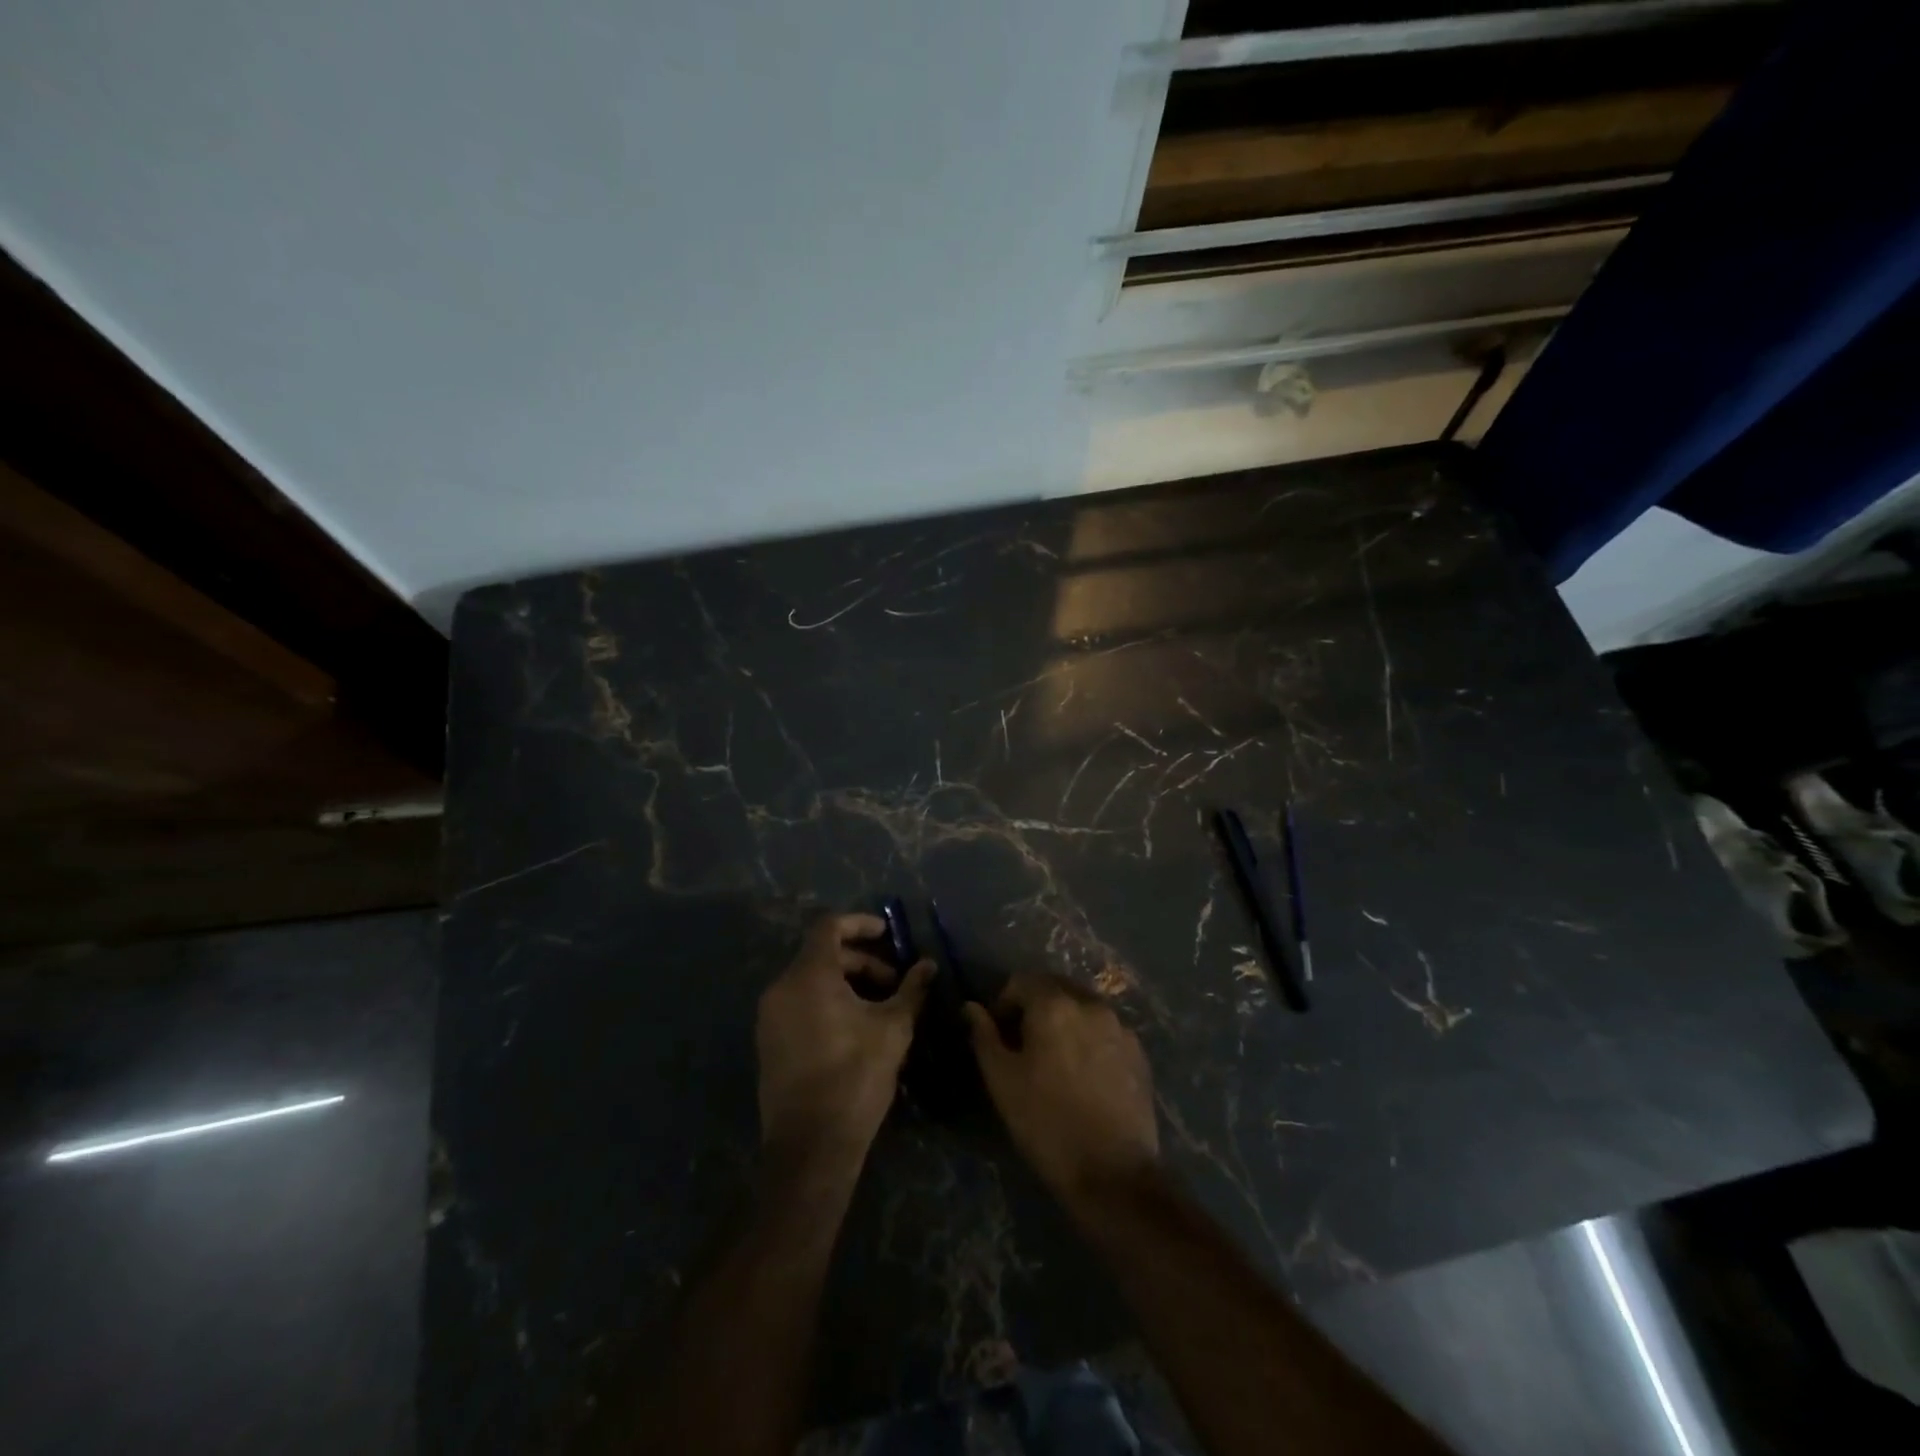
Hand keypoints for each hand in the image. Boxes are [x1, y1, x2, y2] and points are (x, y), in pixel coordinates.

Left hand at [756, 913, 933, 1169]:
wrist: (811, 1146)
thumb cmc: (855, 1076)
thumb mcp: (893, 1028)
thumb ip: (911, 989)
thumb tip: (929, 965)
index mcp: (809, 976)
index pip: (829, 927)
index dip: (860, 923)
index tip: (888, 933)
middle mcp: (782, 988)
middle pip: (822, 954)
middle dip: (861, 961)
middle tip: (893, 982)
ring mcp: (770, 1017)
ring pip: (810, 980)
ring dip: (846, 982)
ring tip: (879, 1006)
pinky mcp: (769, 1042)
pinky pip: (799, 1003)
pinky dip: (827, 1001)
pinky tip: (855, 1027)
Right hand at [963, 974, 1159, 1206]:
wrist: (1113, 1174)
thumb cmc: (1047, 1124)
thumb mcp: (1002, 1081)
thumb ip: (984, 1036)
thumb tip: (971, 1007)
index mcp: (1054, 1005)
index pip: (1022, 980)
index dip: (1004, 1003)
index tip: (999, 1035)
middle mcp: (1090, 1004)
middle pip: (1055, 988)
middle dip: (1035, 1006)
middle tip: (1024, 1045)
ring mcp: (1119, 1026)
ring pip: (1082, 1007)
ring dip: (1064, 1020)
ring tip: (1056, 1059)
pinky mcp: (1139, 1051)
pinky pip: (1105, 1029)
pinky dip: (1089, 1037)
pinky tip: (1084, 1073)